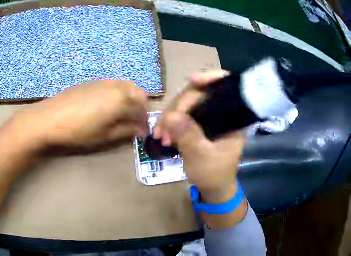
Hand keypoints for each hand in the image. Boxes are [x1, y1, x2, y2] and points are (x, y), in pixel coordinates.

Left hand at [13, 80, 148, 150]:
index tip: (142, 131)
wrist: (49, 118)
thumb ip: (127, 130)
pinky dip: (118, 92)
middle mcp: (116, 86)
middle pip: (138, 93)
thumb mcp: (105, 135)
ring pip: (126, 86)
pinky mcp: (92, 81)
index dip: (145, 122)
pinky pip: (113, 84)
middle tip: (133, 121)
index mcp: (122, 99)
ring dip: (130, 98)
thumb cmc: (79, 130)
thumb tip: (141, 130)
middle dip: (141, 107)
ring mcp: (104, 81)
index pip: (142, 109)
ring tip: (122, 113)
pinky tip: (107, 104)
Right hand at [153, 71, 245, 202]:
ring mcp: (209, 117)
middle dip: (179, 107)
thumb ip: (189, 137)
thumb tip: (170, 116)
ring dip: (171, 117)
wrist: (212, 188)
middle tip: (163, 128)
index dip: (210, 78)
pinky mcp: (199, 123)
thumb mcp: (202, 158)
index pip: (226, 86)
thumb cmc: (214, 175)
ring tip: (160, 136)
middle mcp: (222, 112)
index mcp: (234, 117)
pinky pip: (182, 114)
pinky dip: (170, 122)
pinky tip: (162, 134)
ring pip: (188, 103)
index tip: (192, 80)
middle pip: (200, 93)